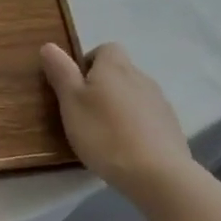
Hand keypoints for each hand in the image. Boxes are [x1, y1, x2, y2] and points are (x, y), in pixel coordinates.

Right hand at [41, 42, 195, 193]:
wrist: (158, 174)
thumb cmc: (105, 133)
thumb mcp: (71, 102)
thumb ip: (60, 71)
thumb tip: (49, 46)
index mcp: (114, 66)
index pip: (104, 49)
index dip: (88, 63)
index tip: (75, 88)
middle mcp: (140, 77)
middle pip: (118, 72)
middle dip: (102, 88)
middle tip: (84, 114)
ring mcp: (160, 102)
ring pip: (132, 96)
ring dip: (118, 108)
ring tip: (104, 135)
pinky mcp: (171, 127)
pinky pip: (147, 118)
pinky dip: (135, 126)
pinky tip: (125, 149)